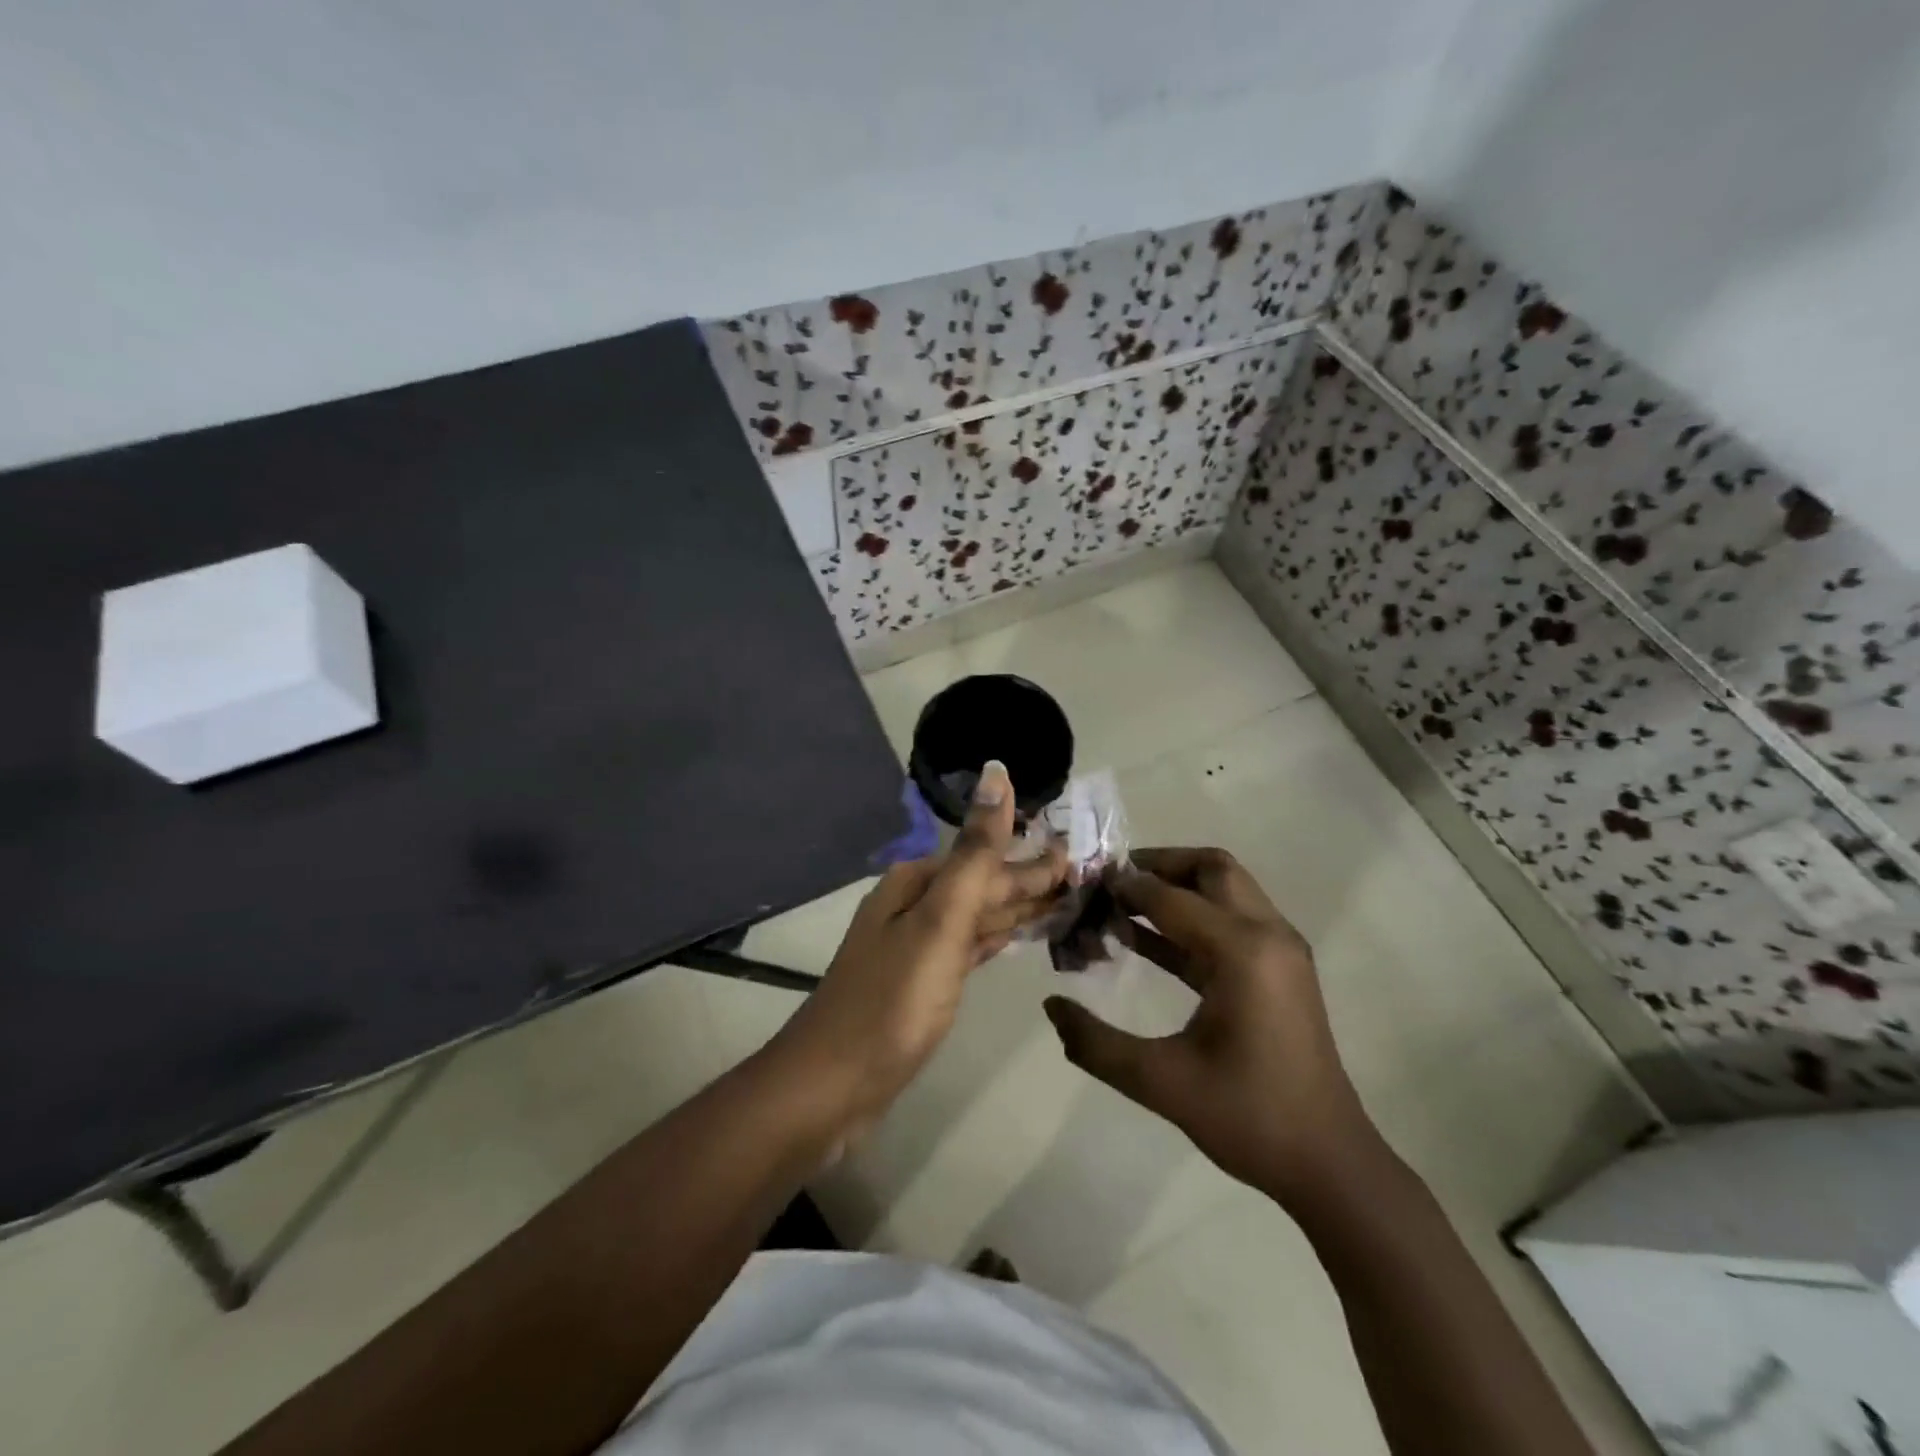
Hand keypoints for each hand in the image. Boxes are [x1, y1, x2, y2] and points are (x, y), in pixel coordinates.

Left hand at [771, 762, 1066, 1141]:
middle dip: (1031, 881)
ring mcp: (916, 947)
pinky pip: (969, 948)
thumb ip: (975, 852)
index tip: (1083, 853)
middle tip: (1086, 876)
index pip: (987, 860)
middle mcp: (914, 906)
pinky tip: (1015, 936)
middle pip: (983, 886)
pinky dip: (996, 939)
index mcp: (917, 884)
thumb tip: (995, 772)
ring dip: (1019, 909)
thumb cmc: (892, 999)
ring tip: (1066, 902)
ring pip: (978, 917)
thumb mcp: (940, 920)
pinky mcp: (921, 984)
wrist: (832, 1085)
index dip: (1034, 859)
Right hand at [1042, 847, 1379, 1204]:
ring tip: (1120, 906)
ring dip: (1175, 889)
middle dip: (1159, 866)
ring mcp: (1280, 951)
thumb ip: (1097, 1044)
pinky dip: (1190, 920)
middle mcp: (1268, 935)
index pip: (1172, 898)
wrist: (1329, 1163)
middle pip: (1212, 869)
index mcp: (1243, 951)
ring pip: (1225, 891)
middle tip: (1111, 882)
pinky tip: (1145, 941)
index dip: (1126, 888)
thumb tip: (1051, 1006)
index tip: (1086, 884)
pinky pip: (1230, 923)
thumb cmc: (1249, 1118)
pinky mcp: (1279, 970)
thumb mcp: (1161, 1082)